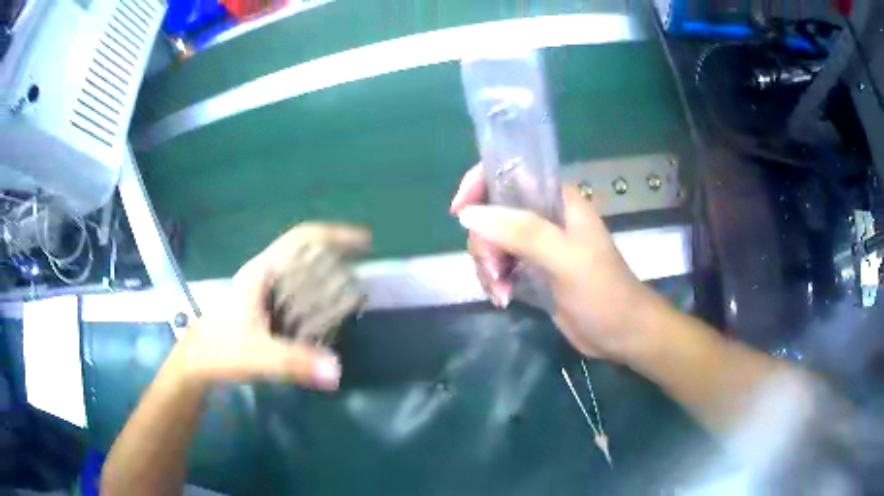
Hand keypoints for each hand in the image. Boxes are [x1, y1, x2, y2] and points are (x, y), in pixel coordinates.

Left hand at [176, 223, 370, 389]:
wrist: (197, 362)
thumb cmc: (221, 351)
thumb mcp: (258, 357)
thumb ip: (295, 363)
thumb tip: (337, 371)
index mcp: (261, 272)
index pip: (302, 238)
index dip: (335, 235)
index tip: (365, 242)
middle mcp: (264, 273)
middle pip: (306, 250)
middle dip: (337, 254)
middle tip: (364, 271)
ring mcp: (263, 288)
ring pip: (302, 269)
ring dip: (329, 273)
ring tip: (354, 288)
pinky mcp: (264, 304)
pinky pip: (297, 288)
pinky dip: (318, 292)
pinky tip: (329, 310)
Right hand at [450, 164, 662, 361]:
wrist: (620, 333)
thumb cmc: (602, 291)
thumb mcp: (565, 259)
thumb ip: (521, 232)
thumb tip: (467, 215)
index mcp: (556, 200)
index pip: (508, 174)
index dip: (479, 185)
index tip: (458, 213)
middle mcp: (543, 217)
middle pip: (492, 213)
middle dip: (484, 243)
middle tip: (496, 271)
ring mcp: (536, 245)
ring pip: (491, 242)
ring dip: (487, 267)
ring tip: (502, 291)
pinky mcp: (532, 271)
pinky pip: (498, 266)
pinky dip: (494, 281)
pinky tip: (504, 298)